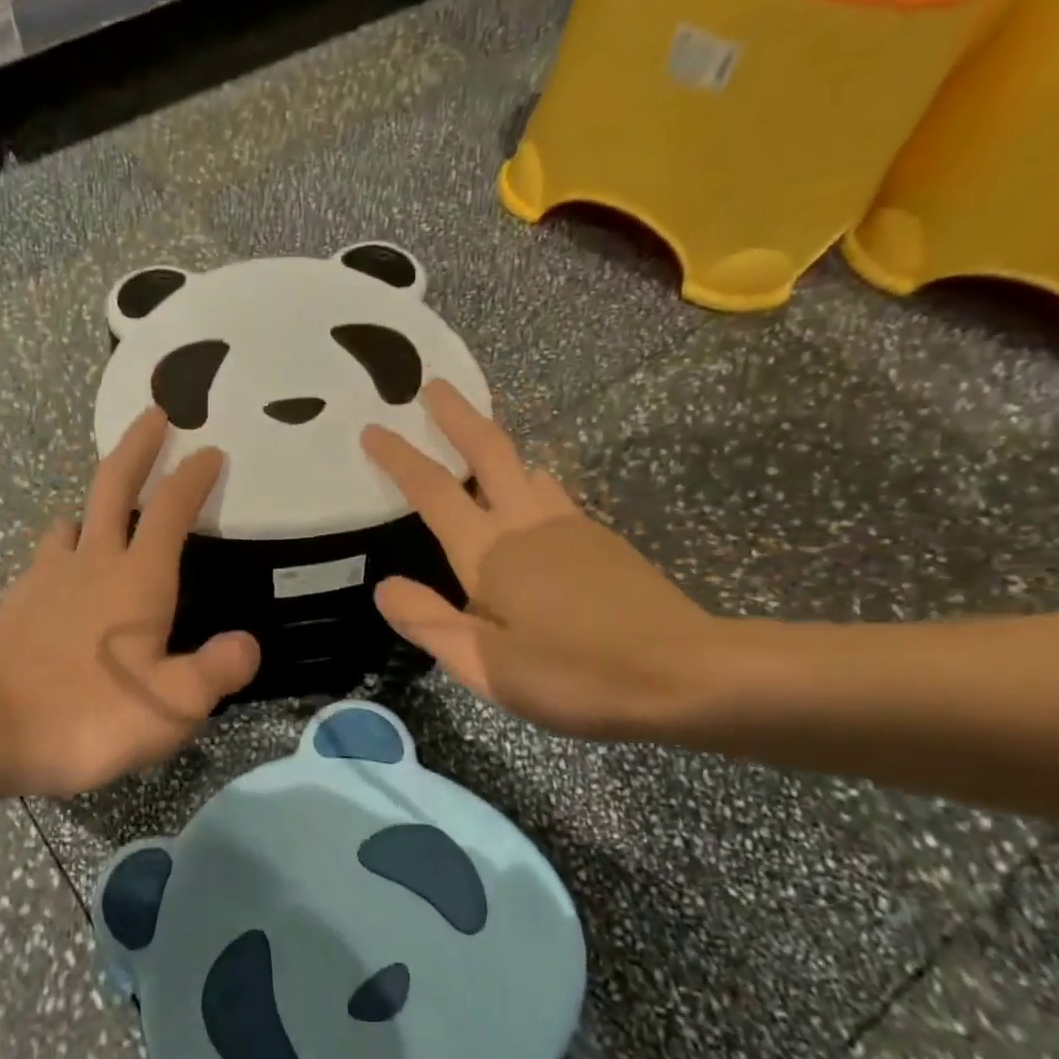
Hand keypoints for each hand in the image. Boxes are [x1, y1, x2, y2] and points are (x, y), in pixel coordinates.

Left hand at [0, 407, 260, 798]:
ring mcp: (48, 576)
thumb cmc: (89, 717)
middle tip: (155, 412)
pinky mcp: (18, 599)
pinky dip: (67, 543)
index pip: (171, 510)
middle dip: (138, 445)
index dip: (193, 477)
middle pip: (114, 485)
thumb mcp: (171, 706)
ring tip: (110, 499)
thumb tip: (248, 644)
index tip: (210, 450)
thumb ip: (216, 671)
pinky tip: (68, 563)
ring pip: (75, 518)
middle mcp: (93, 562)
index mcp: (138, 579)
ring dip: (97, 498)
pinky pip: (49, 554)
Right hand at [361, 382, 720, 741]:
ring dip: (495, 444)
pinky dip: (527, 478)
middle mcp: (527, 524)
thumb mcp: (485, 665)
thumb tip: (385, 587)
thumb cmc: (575, 673)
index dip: (398, 456)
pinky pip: (552, 492)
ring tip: (476, 441)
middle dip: (456, 415)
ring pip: (526, 466)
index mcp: (490, 552)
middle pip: (488, 451)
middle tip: (433, 384)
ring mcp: (570, 526)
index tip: (372, 428)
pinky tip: (529, 497)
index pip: (433, 490)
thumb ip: (429, 623)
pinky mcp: (602, 540)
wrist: (685, 674)